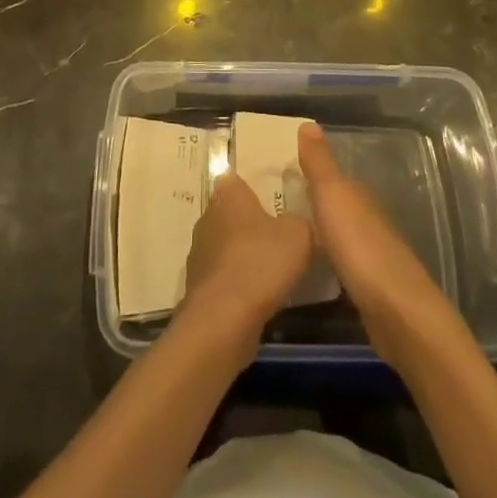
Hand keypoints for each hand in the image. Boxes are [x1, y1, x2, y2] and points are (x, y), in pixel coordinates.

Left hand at [183, 173, 312, 338]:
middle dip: (249, 222)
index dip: (252, 186)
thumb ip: (299, 221)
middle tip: (277, 234)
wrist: (224, 318)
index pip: (236, 179)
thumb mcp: (299, 235)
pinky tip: (256, 295)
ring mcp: (198, 251)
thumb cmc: (261, 262)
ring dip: (242, 254)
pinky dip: (236, 282)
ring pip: (225, 244)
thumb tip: (293, 222)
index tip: (271, 197)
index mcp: (228, 194)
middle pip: (230, 212)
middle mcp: (207, 216)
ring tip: (270, 268)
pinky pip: (222, 275)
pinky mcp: (197, 285)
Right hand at [298, 123, 452, 362]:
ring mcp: (372, 255)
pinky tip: (310, 269)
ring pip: (339, 235)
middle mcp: (368, 219)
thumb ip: (319, 163)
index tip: (278, 177)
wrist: (397, 312)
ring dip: (319, 234)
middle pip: (336, 206)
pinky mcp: (370, 288)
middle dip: (311, 204)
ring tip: (285, 236)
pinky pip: (342, 265)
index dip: (308, 175)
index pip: (332, 178)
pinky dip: (327, 261)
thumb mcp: (332, 196)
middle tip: (272, 207)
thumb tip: (308, 122)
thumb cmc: (359, 246)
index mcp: (359, 196)